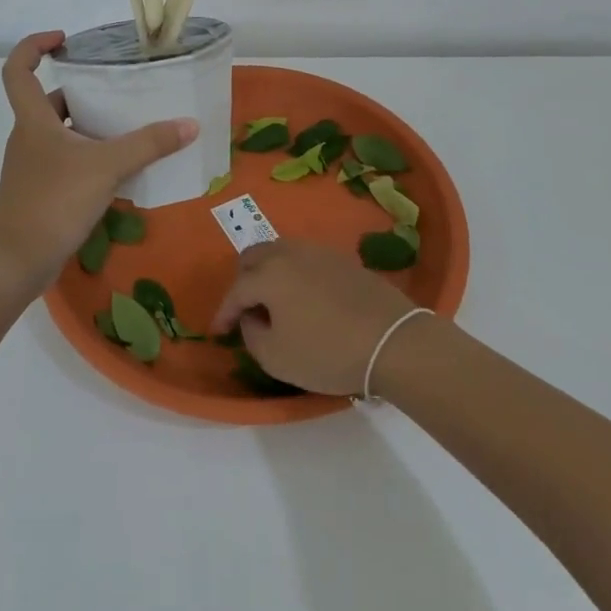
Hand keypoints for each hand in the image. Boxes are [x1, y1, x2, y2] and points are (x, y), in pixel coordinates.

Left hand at [0, 31, 198, 301]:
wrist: (16, 261)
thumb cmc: (53, 201)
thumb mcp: (107, 167)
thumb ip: (148, 144)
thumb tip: (190, 124)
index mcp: (33, 120)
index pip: (18, 70)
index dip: (34, 46)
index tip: (64, 40)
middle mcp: (28, 137)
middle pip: (49, 101)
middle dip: (82, 92)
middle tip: (117, 90)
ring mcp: (32, 166)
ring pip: (61, 133)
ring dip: (90, 127)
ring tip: (128, 127)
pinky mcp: (40, 191)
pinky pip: (67, 161)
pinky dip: (90, 157)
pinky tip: (120, 169)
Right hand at [210, 240, 419, 396]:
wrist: (393, 341)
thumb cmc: (328, 353)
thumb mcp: (276, 357)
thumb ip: (252, 334)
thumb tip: (252, 318)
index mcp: (269, 274)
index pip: (235, 290)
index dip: (223, 313)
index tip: (218, 332)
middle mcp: (289, 253)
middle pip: (254, 257)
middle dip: (242, 281)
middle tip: (244, 309)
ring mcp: (318, 252)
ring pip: (280, 252)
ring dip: (268, 272)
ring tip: (271, 302)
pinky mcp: (342, 260)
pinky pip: (304, 259)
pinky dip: (292, 273)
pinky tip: (301, 297)